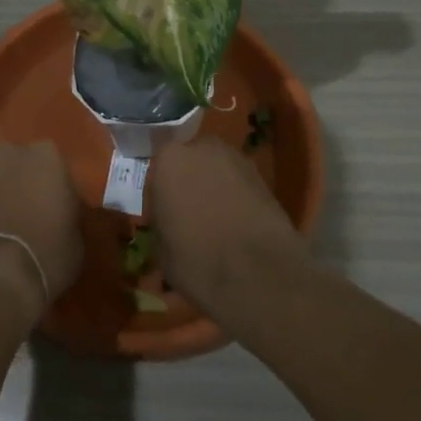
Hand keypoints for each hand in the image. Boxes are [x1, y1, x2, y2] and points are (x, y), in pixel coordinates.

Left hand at [0, 141, 84, 313]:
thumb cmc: (48, 252)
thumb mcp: (76, 236)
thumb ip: (68, 213)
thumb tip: (60, 213)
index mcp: (46, 156)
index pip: (56, 164)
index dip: (57, 186)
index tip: (59, 208)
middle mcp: (10, 155)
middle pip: (20, 163)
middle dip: (24, 181)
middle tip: (32, 212)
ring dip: (0, 195)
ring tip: (7, 228)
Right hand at [147, 134, 307, 317]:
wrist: (257, 272)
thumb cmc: (197, 260)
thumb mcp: (161, 249)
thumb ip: (163, 221)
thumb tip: (171, 221)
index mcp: (168, 160)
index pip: (158, 171)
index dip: (162, 194)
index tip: (166, 216)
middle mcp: (201, 148)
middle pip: (189, 162)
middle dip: (190, 182)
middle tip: (191, 214)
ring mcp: (235, 158)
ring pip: (216, 169)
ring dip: (215, 186)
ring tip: (218, 220)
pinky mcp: (262, 174)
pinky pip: (238, 182)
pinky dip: (237, 196)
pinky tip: (239, 223)